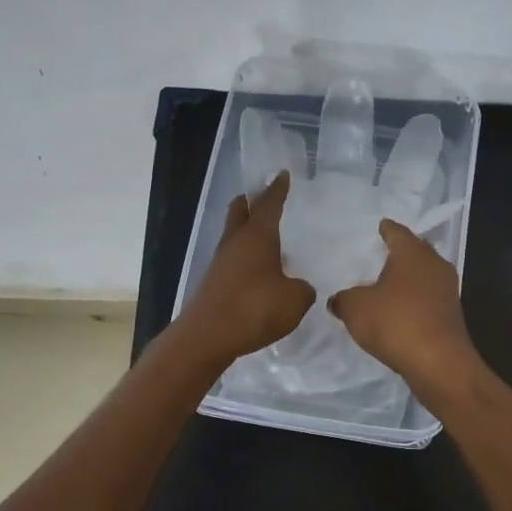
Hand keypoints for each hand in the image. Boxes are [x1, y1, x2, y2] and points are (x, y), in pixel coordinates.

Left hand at [178, 171, 315, 363]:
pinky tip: (258, 268)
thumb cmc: (255, 309)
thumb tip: (299, 286)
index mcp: (257, 236)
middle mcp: (236, 242)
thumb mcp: (295, 300)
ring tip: (267, 235)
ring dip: (247, 230)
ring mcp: (221, 262)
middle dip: (252, 201)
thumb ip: (303, 289)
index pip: (269, 203)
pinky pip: (232, 258)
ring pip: (234, 234)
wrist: (208, 336)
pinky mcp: (214, 282)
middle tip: (266, 197)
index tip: (282, 174)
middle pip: (240, 210)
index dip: (278, 189)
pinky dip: (244, 255)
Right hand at [328, 220, 480, 392]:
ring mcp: (447, 291)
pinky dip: (416, 299)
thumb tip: (337, 299)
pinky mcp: (451, 315)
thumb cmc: (395, 323)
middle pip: (417, 251)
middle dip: (402, 251)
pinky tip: (403, 309)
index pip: (397, 233)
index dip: (387, 229)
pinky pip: (430, 298)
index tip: (381, 225)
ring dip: (410, 277)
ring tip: (391, 282)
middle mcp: (434, 265)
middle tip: (385, 252)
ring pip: (426, 274)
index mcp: (412, 253)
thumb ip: (344, 299)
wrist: (439, 362)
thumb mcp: (356, 309)